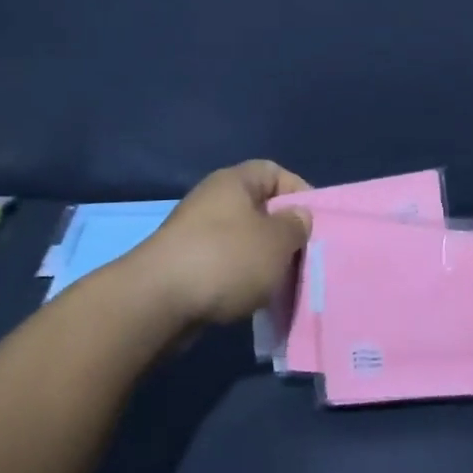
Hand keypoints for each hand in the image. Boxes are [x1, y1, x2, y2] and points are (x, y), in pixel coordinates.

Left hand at [130, 161, 313, 327]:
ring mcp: (195, 232)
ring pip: (242, 239)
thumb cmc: (226, 259)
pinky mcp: (184, 264)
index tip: (314, 223)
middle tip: (302, 257)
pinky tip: (250, 298)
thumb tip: (298, 215)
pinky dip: (239, 278)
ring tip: (280, 283)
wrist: (158, 300)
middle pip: (259, 208)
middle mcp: (212, 199)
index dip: (298, 192)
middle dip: (282, 233)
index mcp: (234, 182)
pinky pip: (223, 264)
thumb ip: (295, 226)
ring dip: (262, 260)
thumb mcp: (276, 241)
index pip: (274, 172)